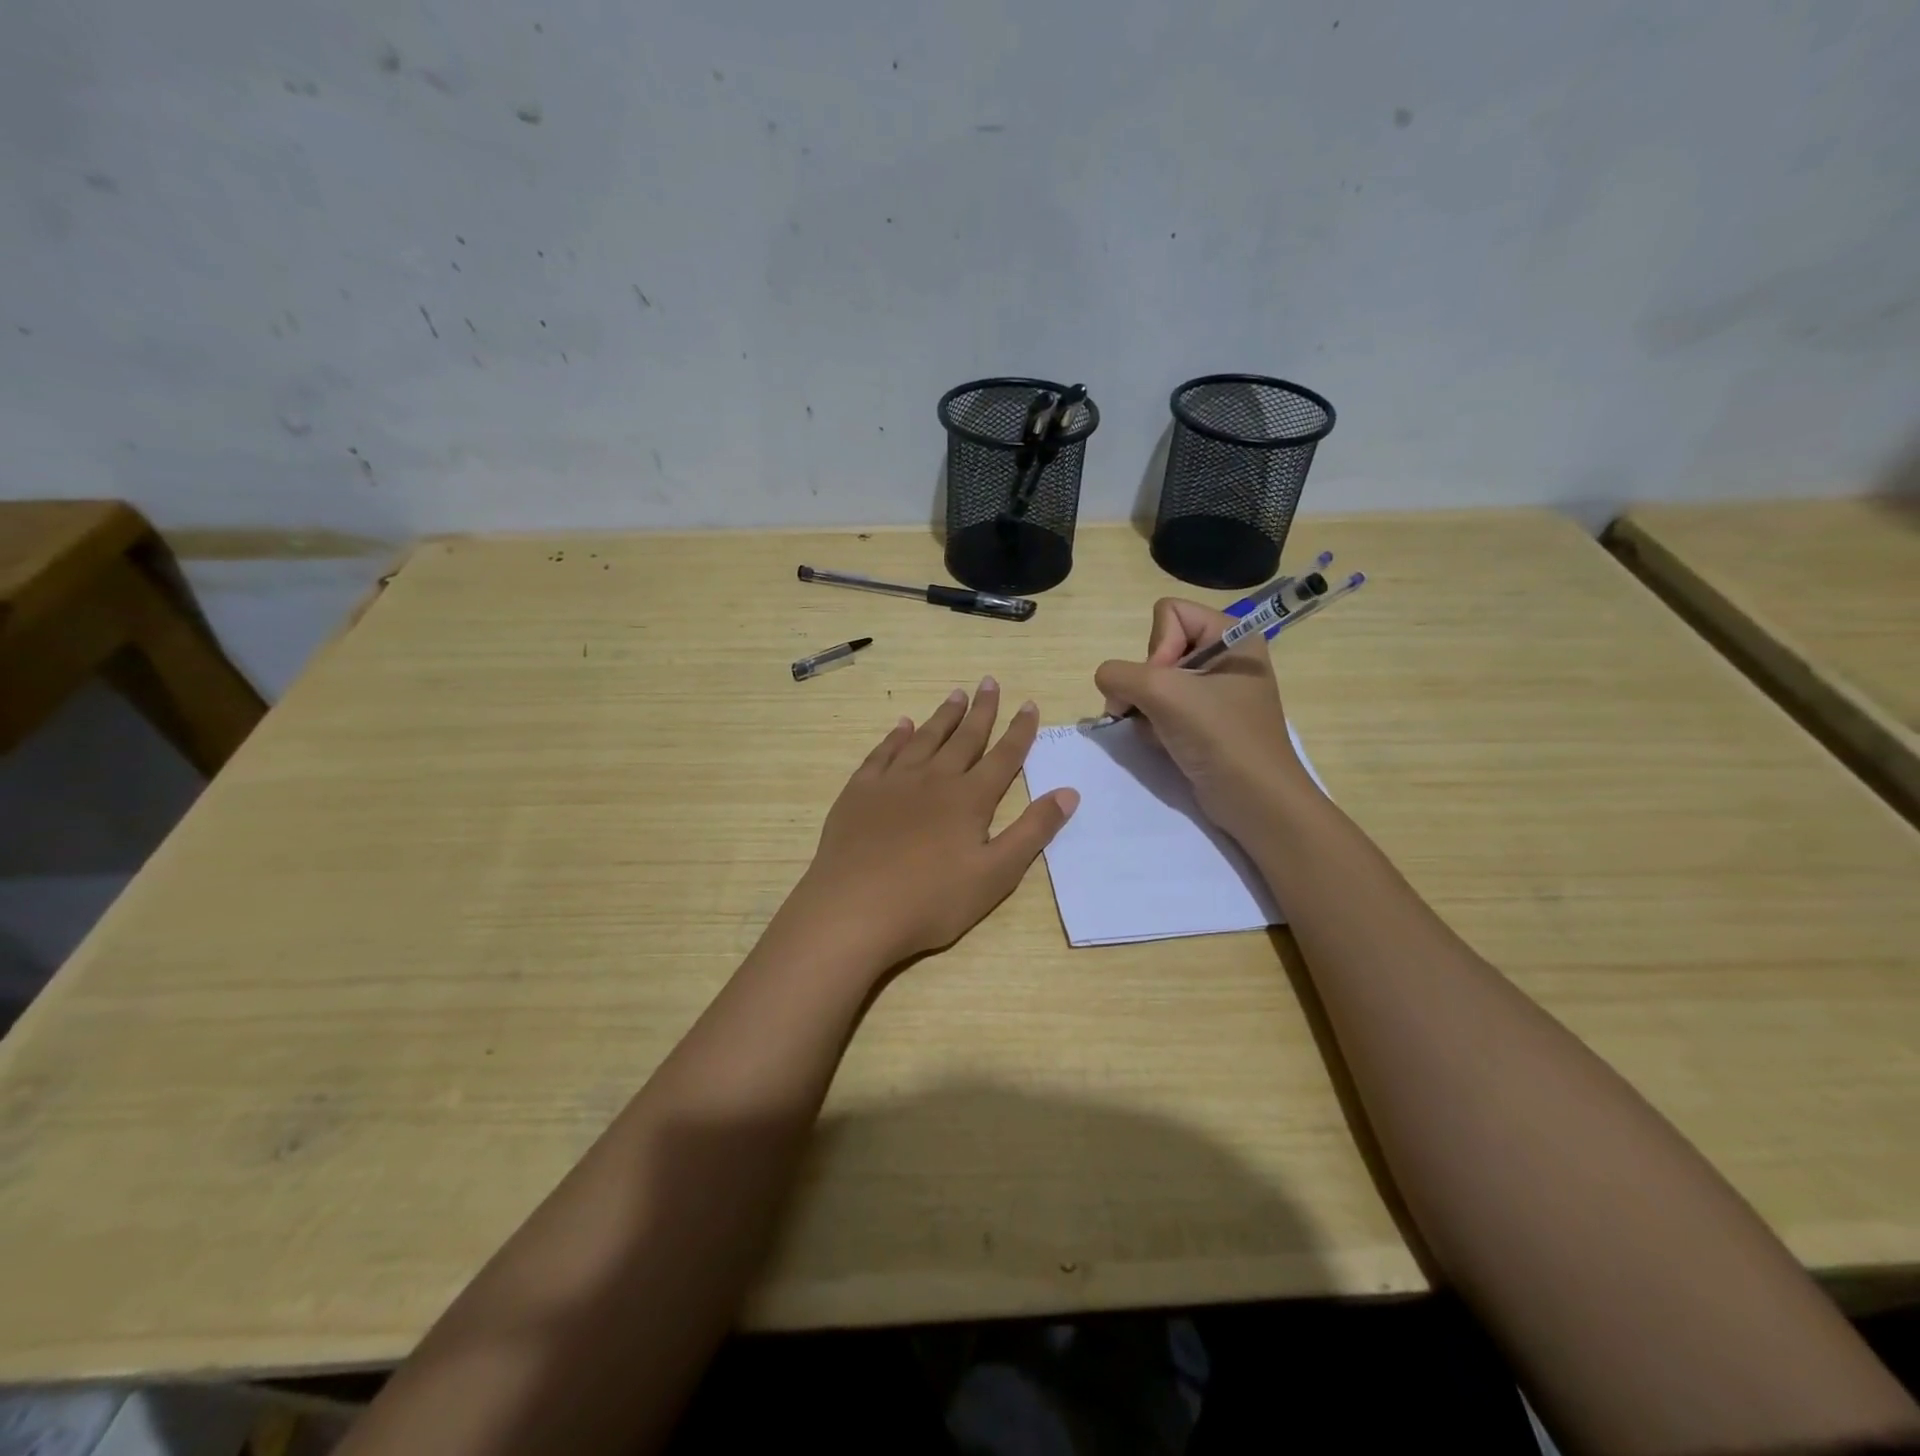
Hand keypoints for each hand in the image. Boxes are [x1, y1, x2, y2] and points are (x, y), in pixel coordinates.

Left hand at [777, 680, 1078, 971]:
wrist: (855, 909)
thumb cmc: (932, 900)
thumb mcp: (996, 874)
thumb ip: (1033, 831)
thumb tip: (1069, 792)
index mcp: (969, 799)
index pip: (1003, 756)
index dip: (1019, 730)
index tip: (1029, 704)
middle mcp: (933, 779)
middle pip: (964, 738)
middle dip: (981, 710)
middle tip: (989, 682)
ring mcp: (893, 782)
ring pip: (924, 738)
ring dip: (943, 716)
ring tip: (955, 694)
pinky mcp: (860, 792)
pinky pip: (882, 753)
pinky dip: (895, 736)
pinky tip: (902, 725)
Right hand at [1093, 598, 1310, 837]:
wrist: (1255, 802)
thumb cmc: (1220, 738)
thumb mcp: (1165, 694)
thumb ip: (1120, 675)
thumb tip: (1107, 682)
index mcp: (1232, 635)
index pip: (1169, 613)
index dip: (1157, 646)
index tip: (1167, 684)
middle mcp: (1224, 657)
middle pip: (1158, 648)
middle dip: (1147, 683)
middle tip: (1157, 711)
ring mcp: (1212, 692)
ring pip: (1153, 682)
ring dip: (1146, 708)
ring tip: (1162, 733)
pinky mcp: (1202, 722)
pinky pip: (1160, 708)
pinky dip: (1153, 725)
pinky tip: (1165, 744)